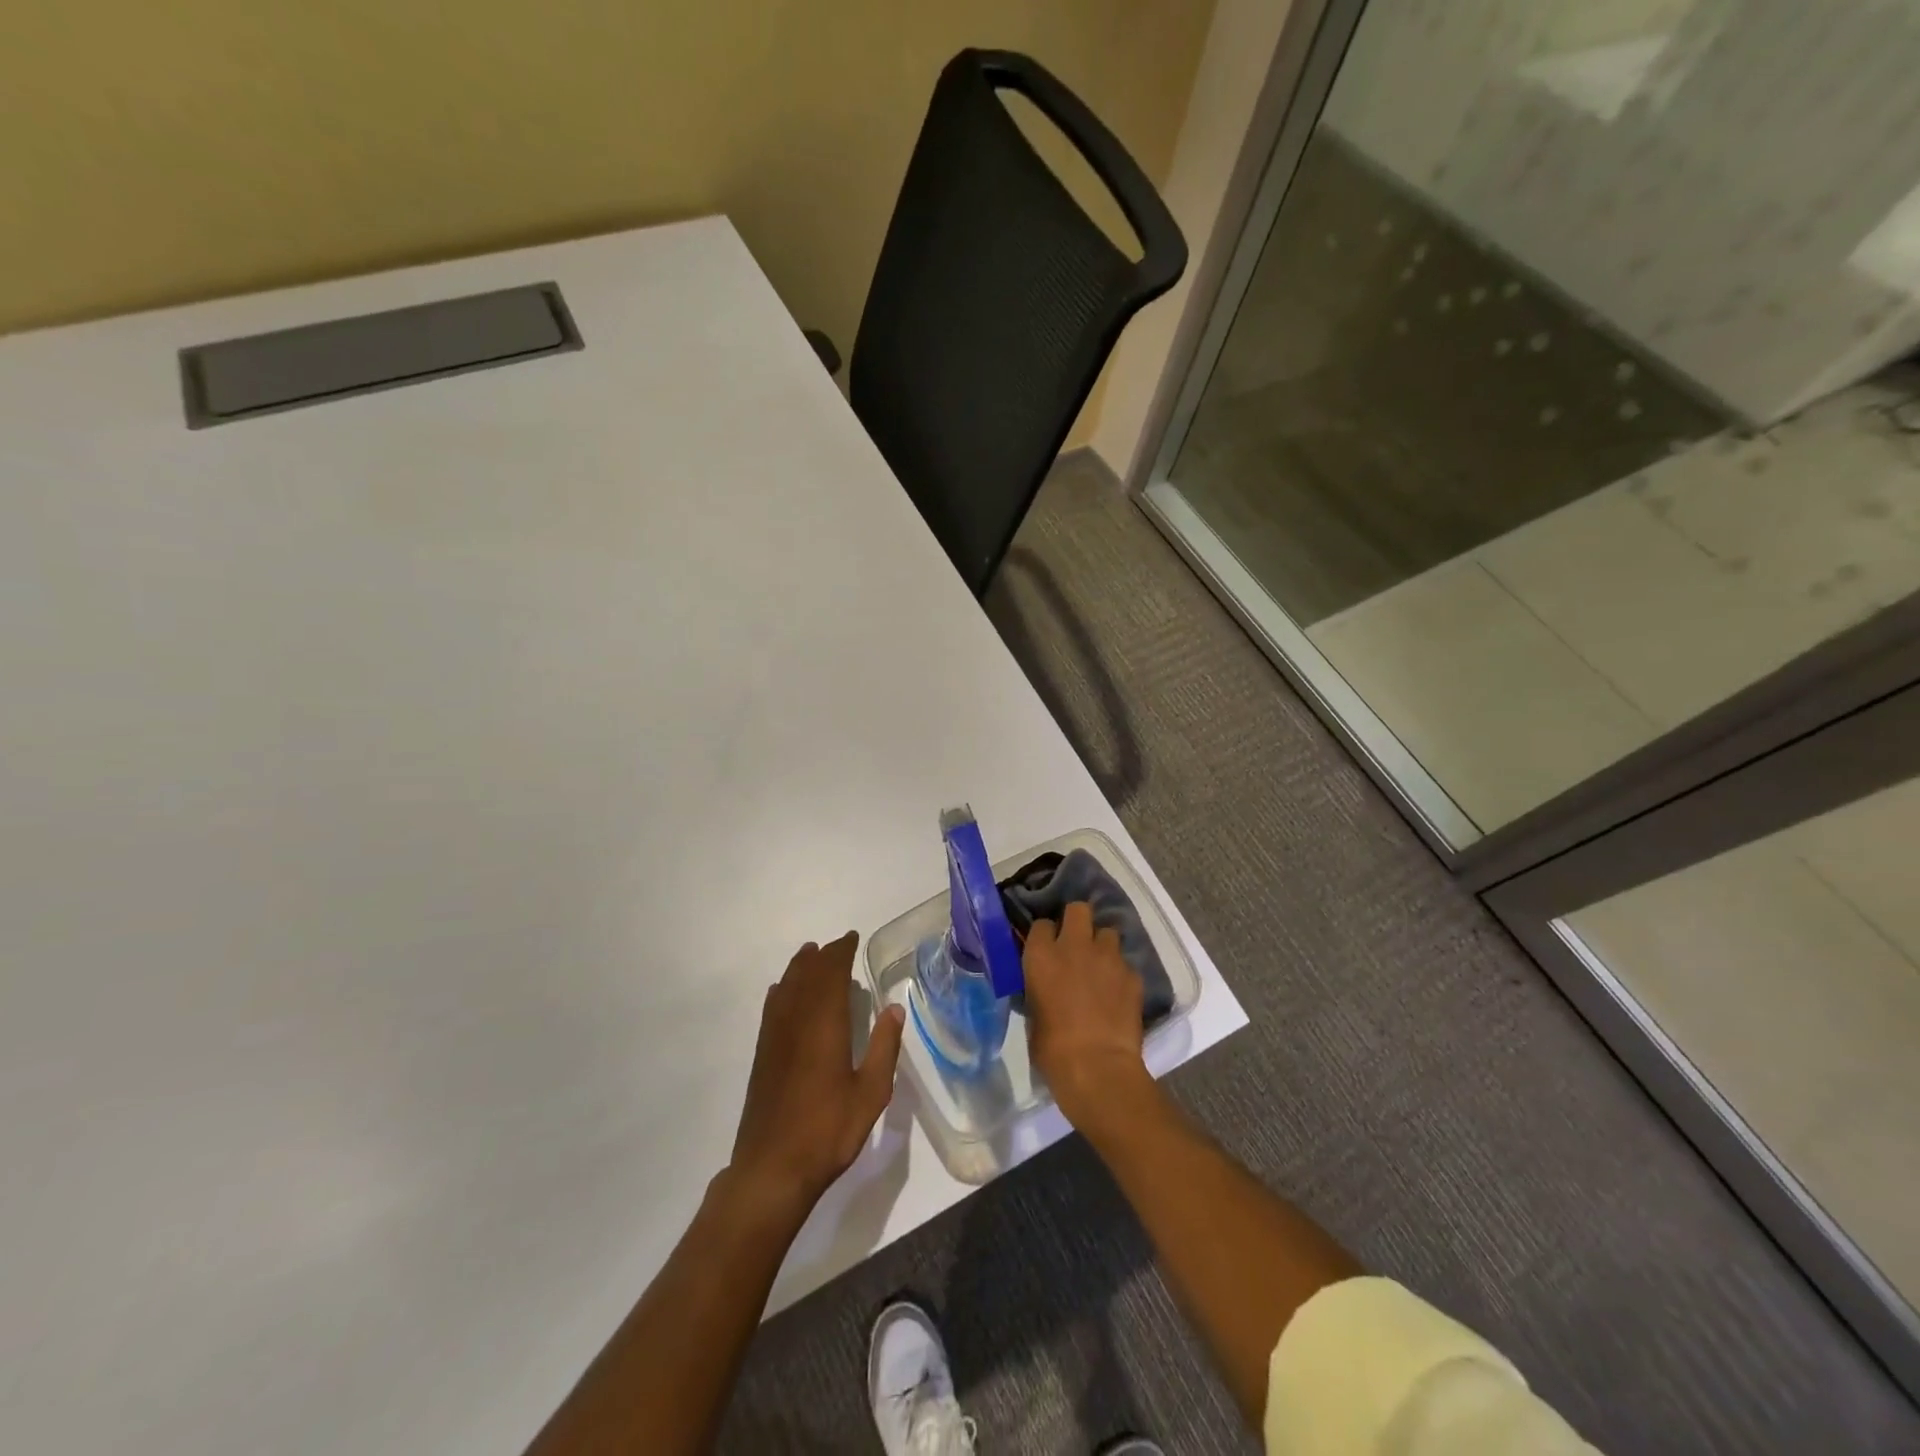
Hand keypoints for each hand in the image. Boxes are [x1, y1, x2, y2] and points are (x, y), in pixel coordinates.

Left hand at [727, 931, 905, 1217]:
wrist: (772, 1168)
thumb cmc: (828, 1130)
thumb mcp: (871, 1092)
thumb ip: (884, 1047)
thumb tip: (894, 1007)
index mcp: (825, 1024)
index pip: (831, 974)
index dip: (841, 952)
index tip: (852, 938)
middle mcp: (796, 1021)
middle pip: (807, 975)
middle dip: (822, 956)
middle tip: (838, 946)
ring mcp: (775, 1037)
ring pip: (786, 987)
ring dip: (800, 967)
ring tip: (811, 955)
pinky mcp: (763, 1054)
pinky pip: (773, 1007)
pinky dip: (782, 990)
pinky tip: (783, 992)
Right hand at [1022, 902, 1148, 1128]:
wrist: (1097, 1068)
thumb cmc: (1052, 1048)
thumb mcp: (1032, 1012)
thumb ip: (1039, 986)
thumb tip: (1046, 982)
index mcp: (1041, 955)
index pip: (1042, 925)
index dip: (1046, 936)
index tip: (1047, 948)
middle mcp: (1074, 946)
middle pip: (1078, 909)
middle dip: (1078, 921)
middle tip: (1077, 943)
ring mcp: (1107, 957)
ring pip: (1108, 933)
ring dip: (1102, 946)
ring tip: (1101, 968)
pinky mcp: (1132, 975)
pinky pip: (1125, 964)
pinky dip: (1120, 974)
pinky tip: (1118, 993)